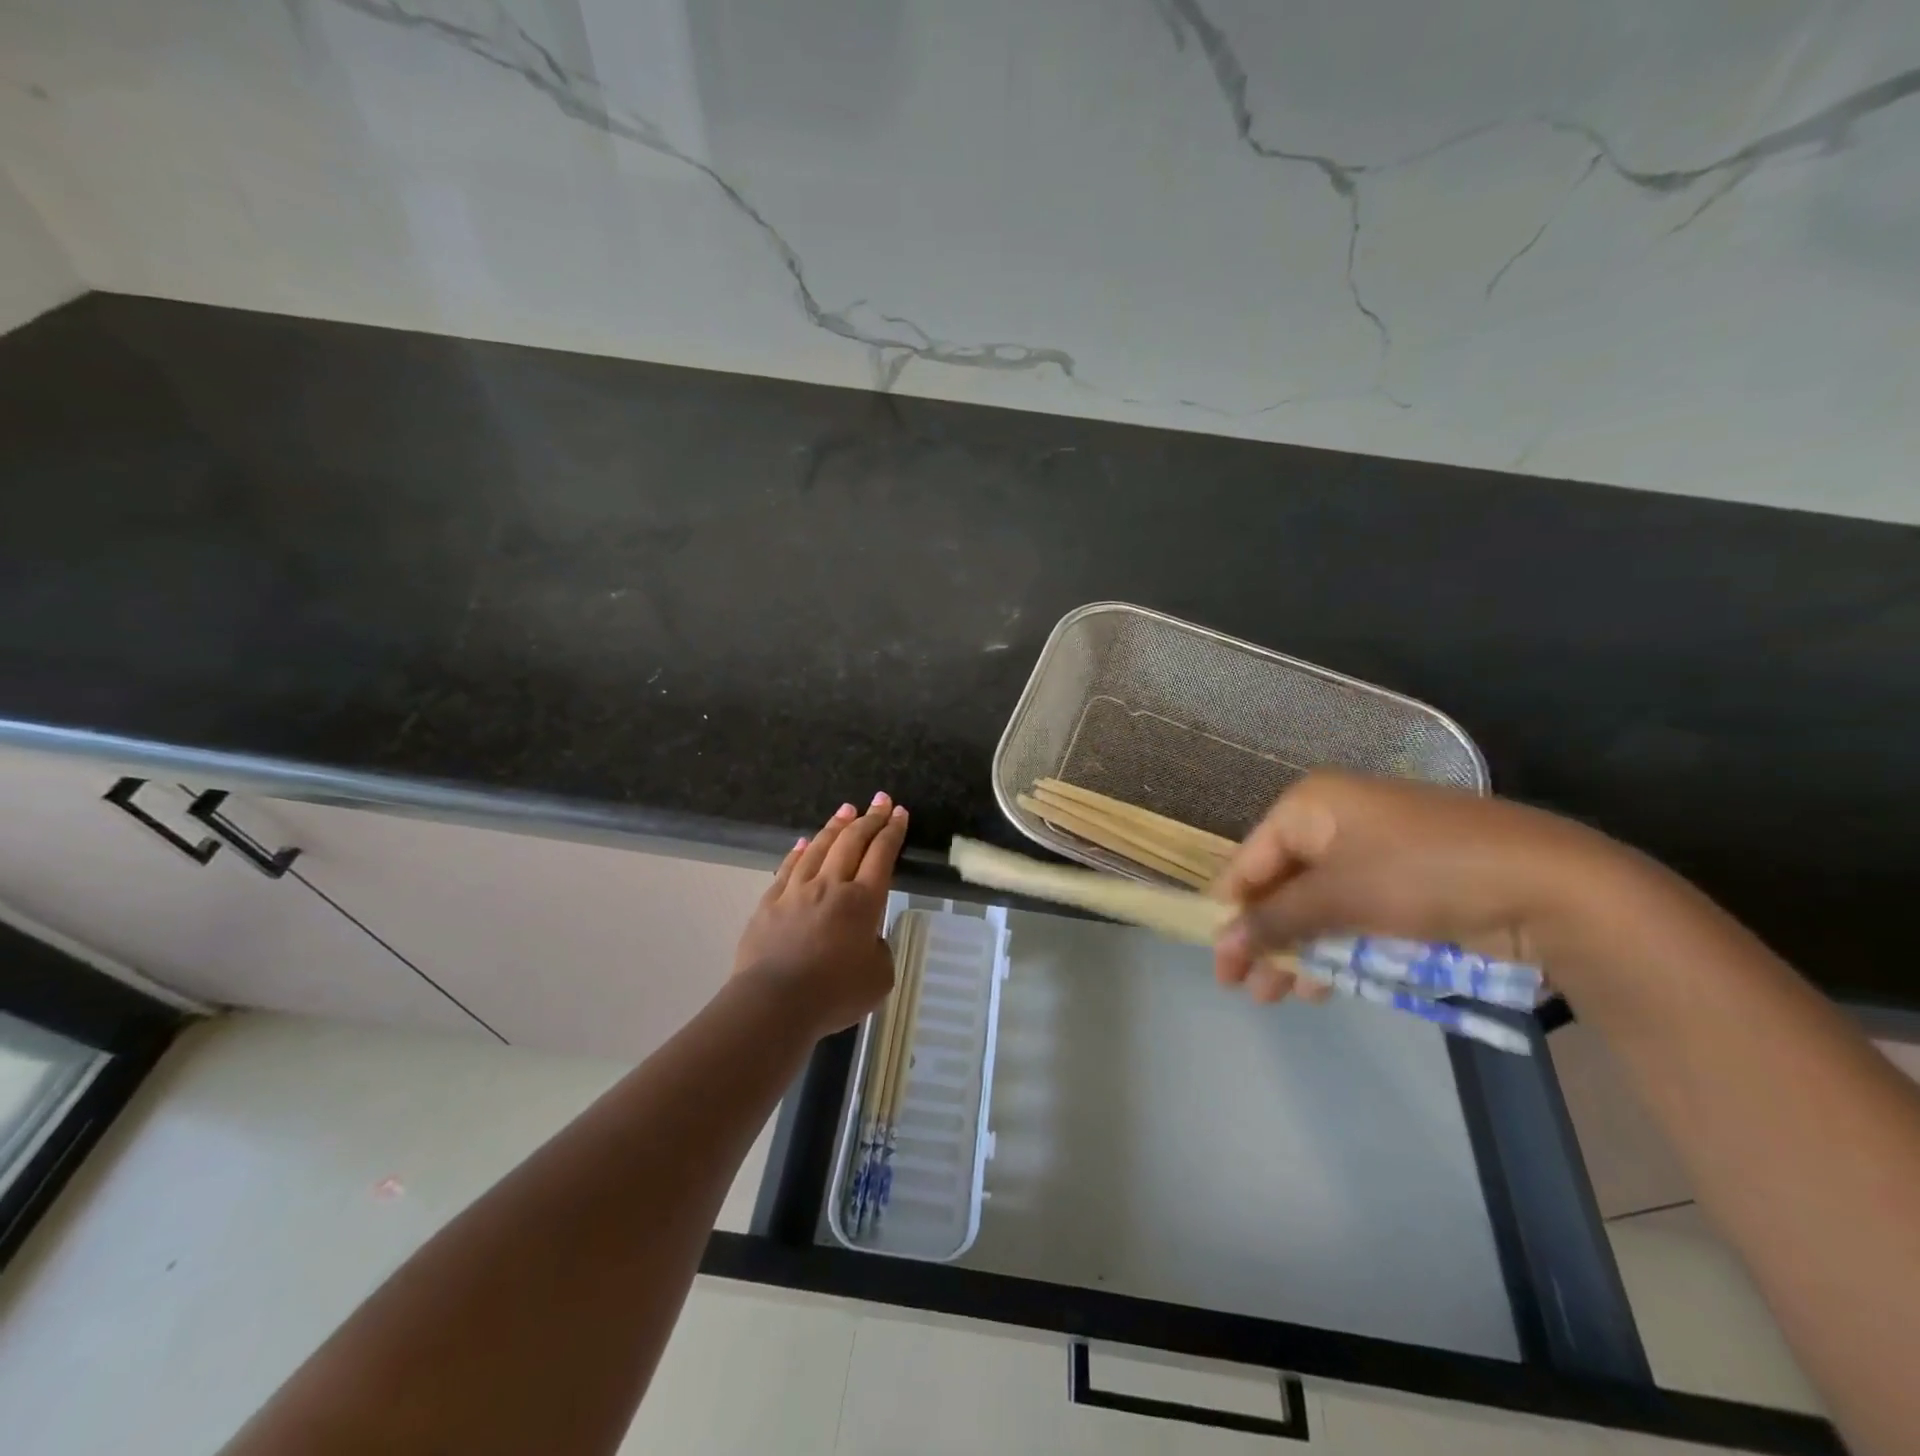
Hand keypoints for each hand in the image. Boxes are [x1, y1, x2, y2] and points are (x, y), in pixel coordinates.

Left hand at [733, 794, 908, 1035]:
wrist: (773, 1003)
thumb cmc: (833, 994)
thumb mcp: (878, 978)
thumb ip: (879, 951)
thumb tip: (868, 939)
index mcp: (863, 902)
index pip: (882, 855)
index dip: (892, 832)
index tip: (899, 812)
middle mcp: (831, 886)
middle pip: (852, 842)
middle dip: (869, 818)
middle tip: (880, 800)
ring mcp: (797, 891)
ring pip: (820, 848)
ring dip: (836, 826)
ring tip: (846, 809)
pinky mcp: (769, 903)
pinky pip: (788, 868)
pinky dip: (800, 851)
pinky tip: (805, 842)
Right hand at [1213, 770, 1648, 1003]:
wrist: (1551, 885)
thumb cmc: (1422, 874)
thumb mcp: (1339, 896)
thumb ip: (1275, 920)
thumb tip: (1222, 941)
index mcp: (1311, 806)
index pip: (1250, 860)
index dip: (1230, 911)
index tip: (1218, 959)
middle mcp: (1336, 821)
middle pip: (1281, 884)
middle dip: (1264, 937)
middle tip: (1247, 988)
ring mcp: (1374, 851)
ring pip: (1316, 905)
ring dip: (1297, 949)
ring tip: (1282, 996)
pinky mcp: (1407, 883)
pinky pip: (1353, 914)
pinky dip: (1336, 947)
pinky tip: (1325, 984)